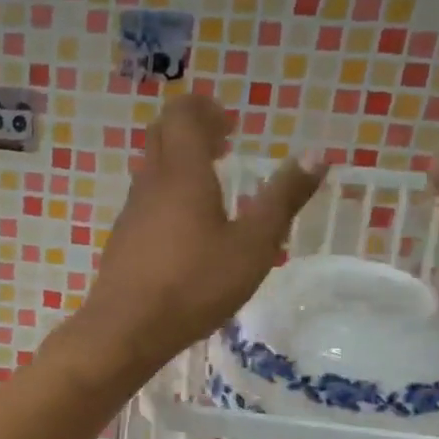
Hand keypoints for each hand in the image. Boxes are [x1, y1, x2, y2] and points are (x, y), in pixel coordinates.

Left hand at [70, 94, 324, 377]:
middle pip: (161, 136)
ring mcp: (130, 214)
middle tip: (224, 149)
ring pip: (151, 171)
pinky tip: (186, 235)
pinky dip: (167, 199)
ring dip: (179, 168)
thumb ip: (282, 198)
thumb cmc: (194, 285)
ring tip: (212, 193)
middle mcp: (149, 184)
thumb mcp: (252, 246)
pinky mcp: (121, 242)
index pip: (181, 113)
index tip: (231, 128)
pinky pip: (144, 203)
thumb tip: (317, 154)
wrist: (125, 330)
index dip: (205, 109)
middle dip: (192, 132)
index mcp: (181, 173)